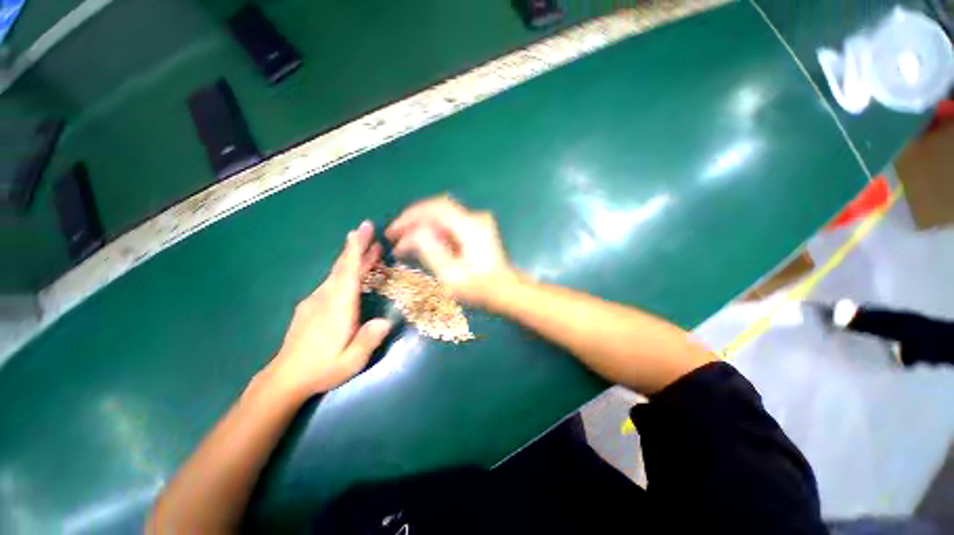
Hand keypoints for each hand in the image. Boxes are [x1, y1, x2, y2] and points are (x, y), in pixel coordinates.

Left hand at [265, 221, 391, 398]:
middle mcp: (325, 298)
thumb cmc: (321, 369)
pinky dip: (345, 271)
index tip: (361, 230)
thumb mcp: (351, 361)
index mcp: (337, 308)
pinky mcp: (311, 305)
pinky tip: (353, 273)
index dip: (355, 251)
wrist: (285, 378)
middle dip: (356, 247)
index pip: (347, 273)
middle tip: (369, 229)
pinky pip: (332, 281)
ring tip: (371, 249)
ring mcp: (315, 300)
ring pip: (337, 273)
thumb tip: (386, 321)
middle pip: (342, 267)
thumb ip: (368, 340)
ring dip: (353, 258)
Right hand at [385, 196, 520, 306]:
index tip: (394, 230)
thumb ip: (431, 250)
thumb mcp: (450, 274)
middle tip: (396, 238)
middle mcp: (475, 219)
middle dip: (414, 223)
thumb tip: (414, 232)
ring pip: (441, 219)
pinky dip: (434, 233)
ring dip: (422, 229)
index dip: (411, 216)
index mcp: (470, 227)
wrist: (504, 290)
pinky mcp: (476, 229)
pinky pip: (449, 226)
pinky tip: (423, 246)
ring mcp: (477, 222)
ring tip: (405, 246)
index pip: (435, 208)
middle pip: (437, 211)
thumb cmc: (478, 287)